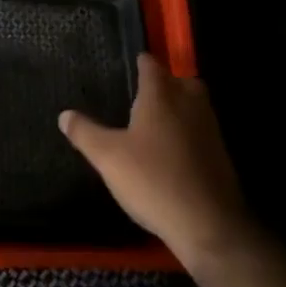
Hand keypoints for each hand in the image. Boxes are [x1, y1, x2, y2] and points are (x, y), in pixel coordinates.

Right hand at [59, 54, 249, 260]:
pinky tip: (175, 152)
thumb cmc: (153, 180)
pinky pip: (203, 131)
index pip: (151, 65)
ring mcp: (209, 128)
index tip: (131, 64)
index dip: (140, 63)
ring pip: (195, 104)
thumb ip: (86, 133)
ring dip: (181, 106)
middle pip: (180, 80)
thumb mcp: (108, 158)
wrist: (208, 224)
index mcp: (161, 95)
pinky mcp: (221, 154)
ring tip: (158, 122)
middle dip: (166, 82)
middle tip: (146, 94)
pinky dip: (190, 133)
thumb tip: (64, 114)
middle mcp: (189, 103)